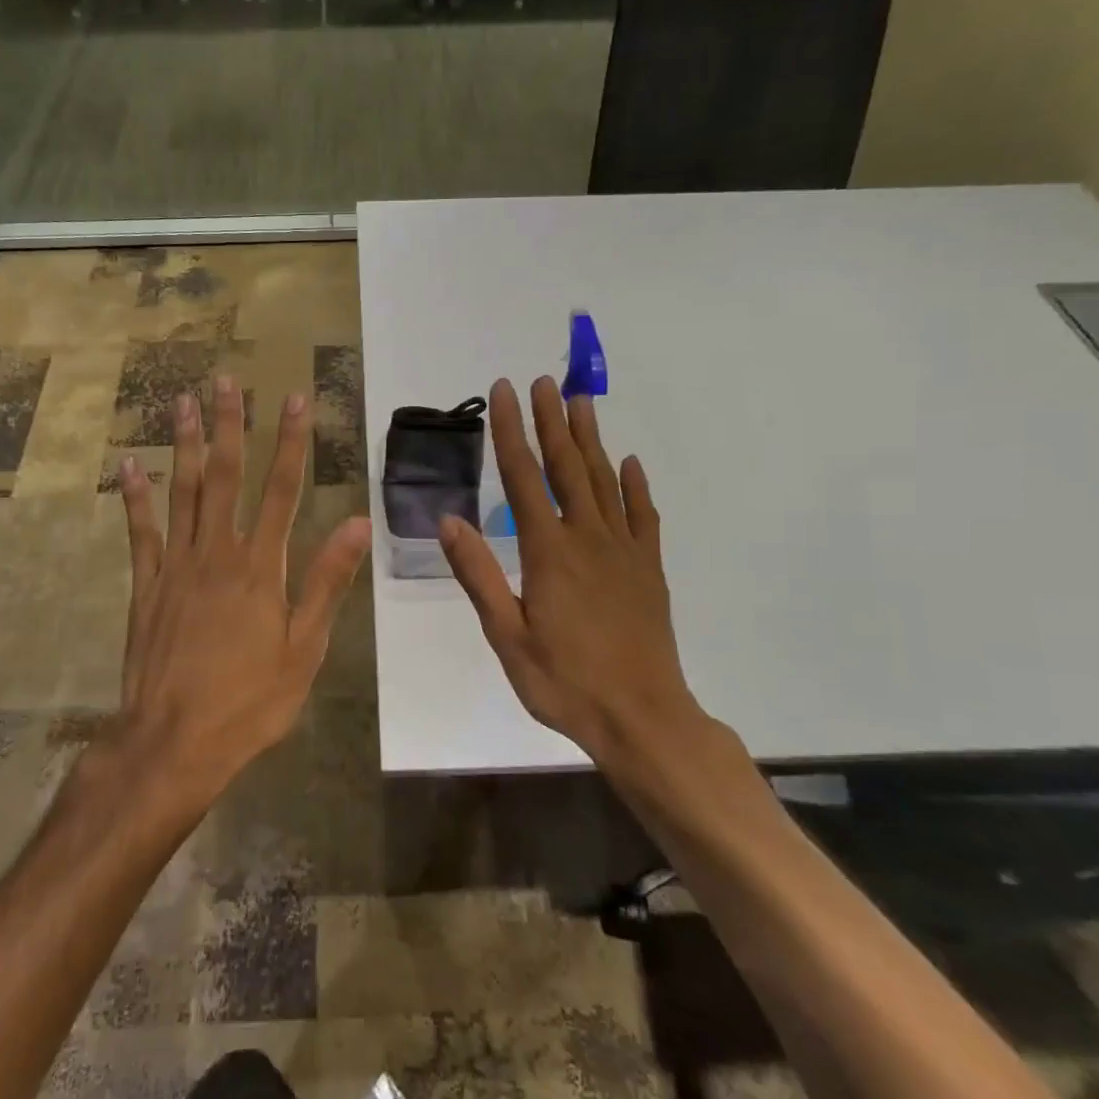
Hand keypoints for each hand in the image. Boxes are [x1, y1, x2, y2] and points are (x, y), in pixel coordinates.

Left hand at [116, 374, 370, 797]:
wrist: (175, 742)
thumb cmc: (250, 700)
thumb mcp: (305, 648)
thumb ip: (327, 582)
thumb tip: (359, 523)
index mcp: (262, 568)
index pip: (283, 490)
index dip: (291, 442)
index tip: (294, 399)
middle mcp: (218, 553)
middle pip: (226, 477)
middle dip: (230, 425)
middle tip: (225, 380)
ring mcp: (176, 566)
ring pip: (183, 492)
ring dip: (185, 444)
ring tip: (183, 401)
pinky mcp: (146, 586)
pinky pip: (140, 532)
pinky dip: (136, 496)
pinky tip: (131, 464)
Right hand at [439, 377, 710, 774]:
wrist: (642, 717)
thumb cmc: (564, 682)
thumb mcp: (507, 636)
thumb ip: (479, 575)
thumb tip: (449, 520)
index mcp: (549, 551)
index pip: (523, 477)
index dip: (511, 431)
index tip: (505, 391)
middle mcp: (588, 538)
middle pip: (567, 466)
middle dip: (552, 421)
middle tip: (544, 381)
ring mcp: (624, 550)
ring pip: (605, 481)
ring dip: (591, 439)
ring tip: (581, 402)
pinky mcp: (649, 569)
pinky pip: (643, 515)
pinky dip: (635, 486)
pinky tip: (630, 464)